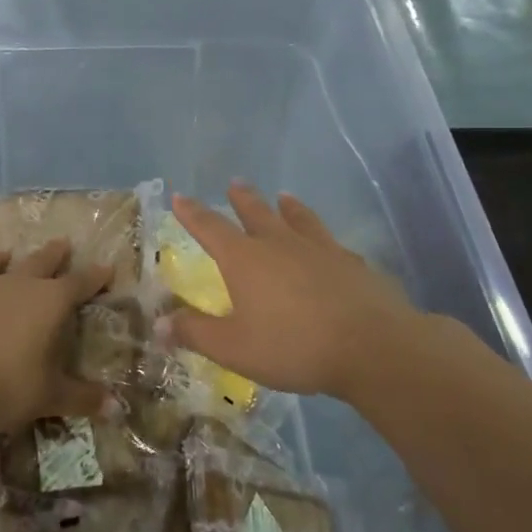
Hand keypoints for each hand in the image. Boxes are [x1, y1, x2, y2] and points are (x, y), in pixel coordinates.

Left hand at [0, 239, 112, 433]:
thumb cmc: (8, 386)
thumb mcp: (50, 396)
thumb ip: (83, 397)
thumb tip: (117, 410)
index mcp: (52, 301)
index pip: (80, 282)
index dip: (96, 276)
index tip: (107, 268)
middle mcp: (22, 284)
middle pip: (43, 260)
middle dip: (56, 253)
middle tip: (64, 243)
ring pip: (2, 261)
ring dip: (10, 256)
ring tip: (9, 252)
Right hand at [162, 183, 434, 400]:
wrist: (372, 346)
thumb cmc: (293, 346)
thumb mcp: (233, 348)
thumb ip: (195, 333)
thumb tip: (158, 324)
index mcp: (245, 259)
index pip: (210, 228)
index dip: (192, 213)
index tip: (180, 196)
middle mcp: (280, 244)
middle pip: (256, 213)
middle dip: (241, 198)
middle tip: (235, 183)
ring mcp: (320, 249)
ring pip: (298, 219)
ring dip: (287, 207)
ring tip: (284, 197)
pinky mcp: (352, 263)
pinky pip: (330, 242)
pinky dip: (321, 237)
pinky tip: (328, 244)